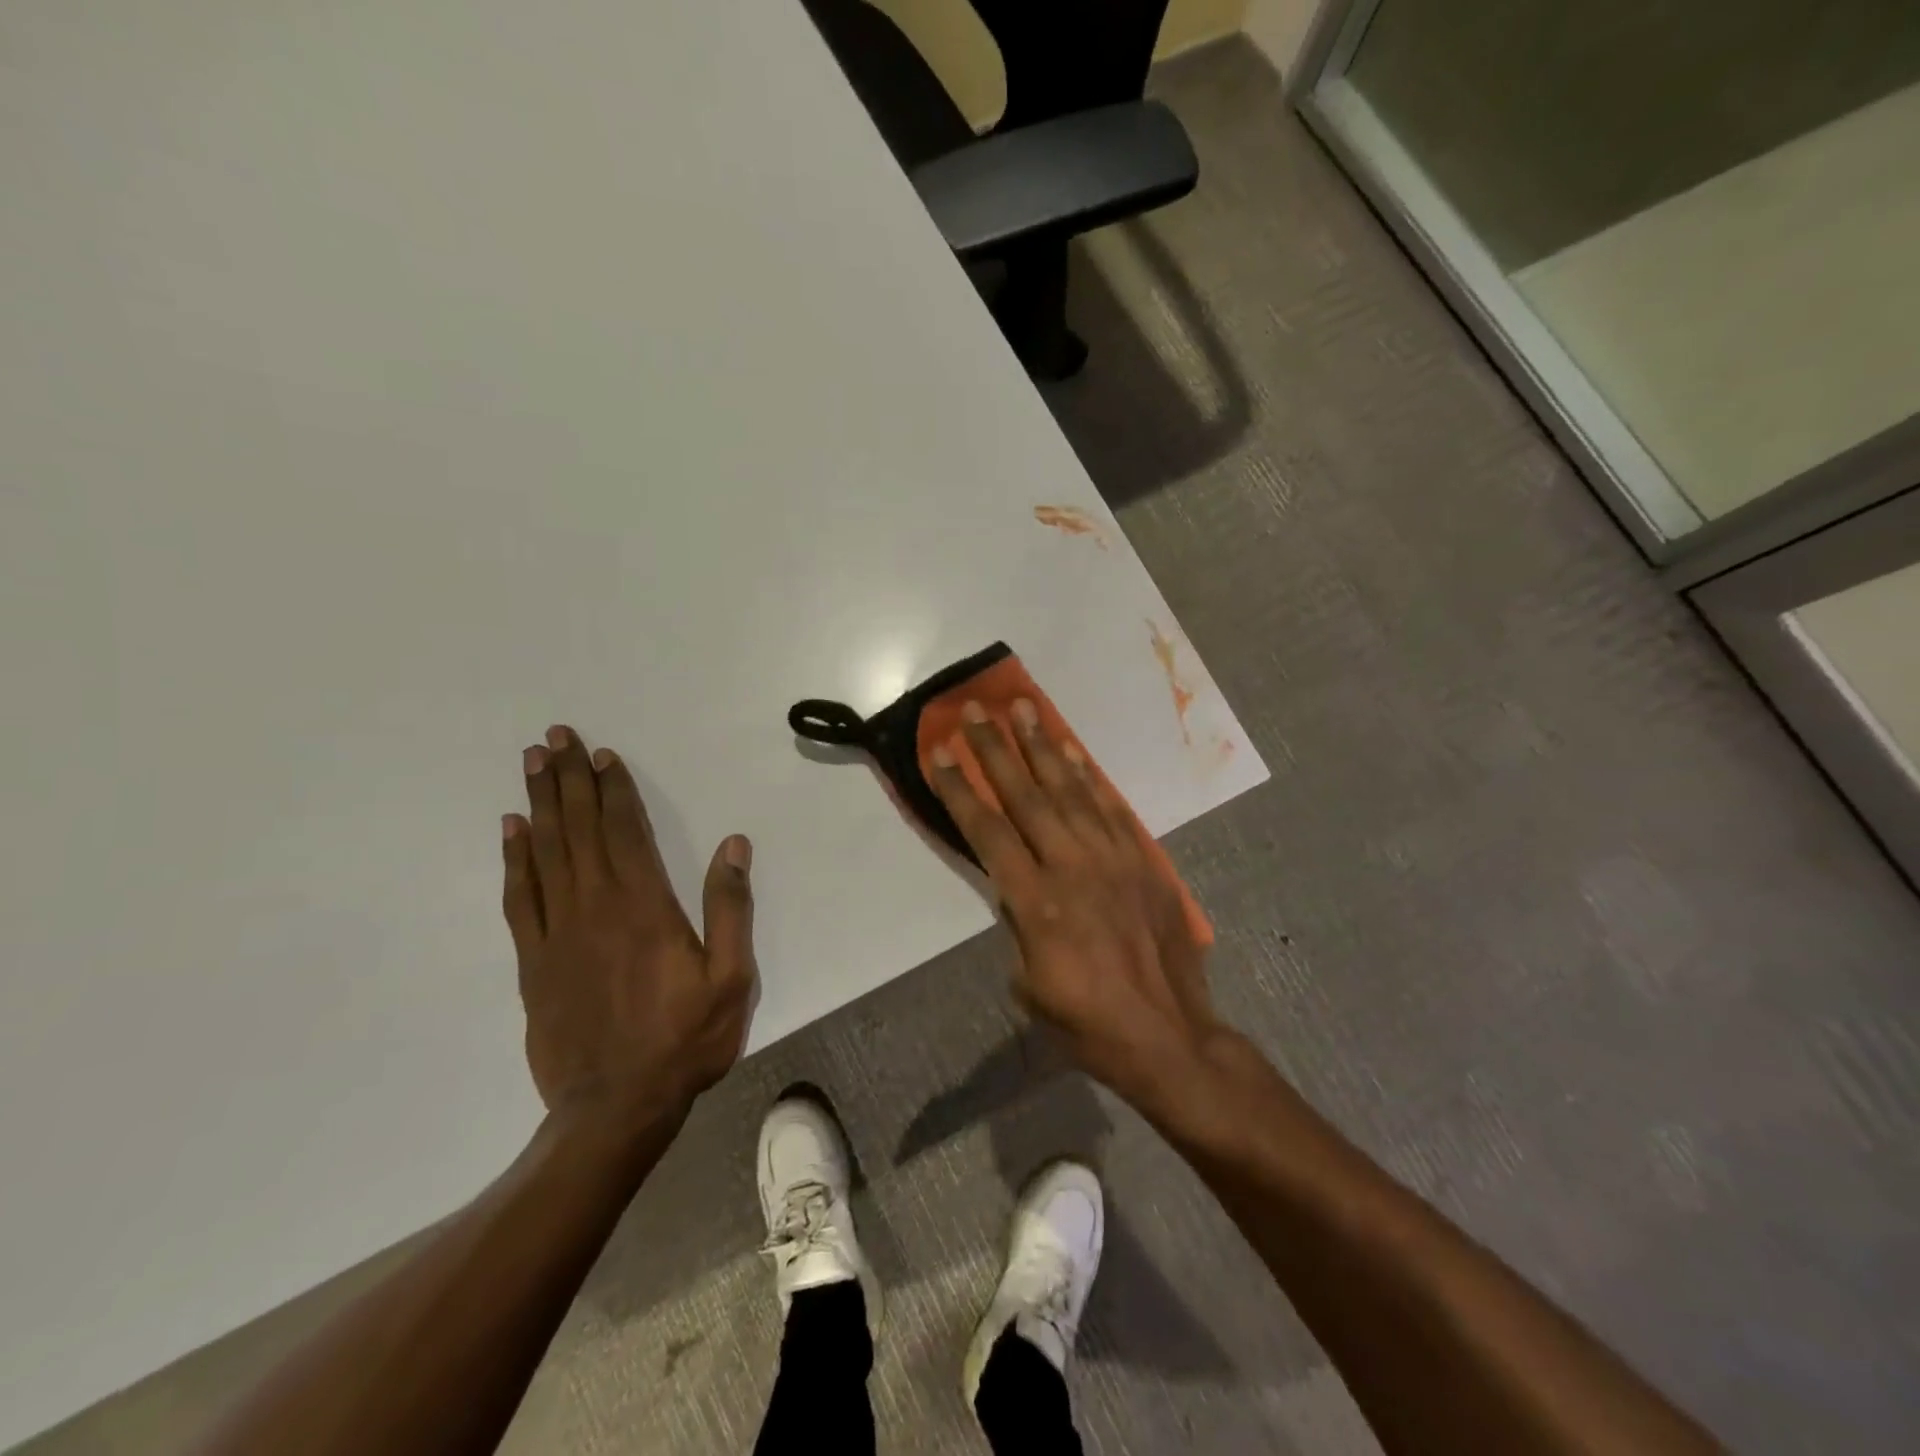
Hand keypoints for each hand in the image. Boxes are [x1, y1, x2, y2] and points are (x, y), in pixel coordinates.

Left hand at [502, 726, 755, 1137]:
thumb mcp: (731, 977)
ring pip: (546, 853)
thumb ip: (730, 908)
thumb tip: (734, 845)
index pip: (624, 831)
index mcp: (645, 906)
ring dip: (540, 804)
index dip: (614, 790)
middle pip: (578, 829)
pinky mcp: (534, 961)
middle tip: (555, 737)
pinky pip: (520, 897)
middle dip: (568, 780)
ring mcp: (558, 933)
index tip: (603, 755)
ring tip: (532, 764)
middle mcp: (596, 907)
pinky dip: (515, 859)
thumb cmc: (685, 1039)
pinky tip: (512, 831)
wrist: (615, 1108)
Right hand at [928, 700, 1225, 1113]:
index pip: (987, 831)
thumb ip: (1017, 924)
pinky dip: (1089, 777)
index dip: (960, 788)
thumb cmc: (1087, 1022)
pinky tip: (1071, 752)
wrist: (1169, 1036)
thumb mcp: (1029, 984)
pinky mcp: (1144, 861)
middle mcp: (1072, 867)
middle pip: (1025, 796)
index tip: (941, 751)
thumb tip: (1015, 887)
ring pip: (1070, 790)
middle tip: (976, 710)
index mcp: (1036, 901)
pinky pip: (1112, 808)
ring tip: (1022, 709)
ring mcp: (1114, 859)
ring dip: (1042, 747)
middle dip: (996, 750)